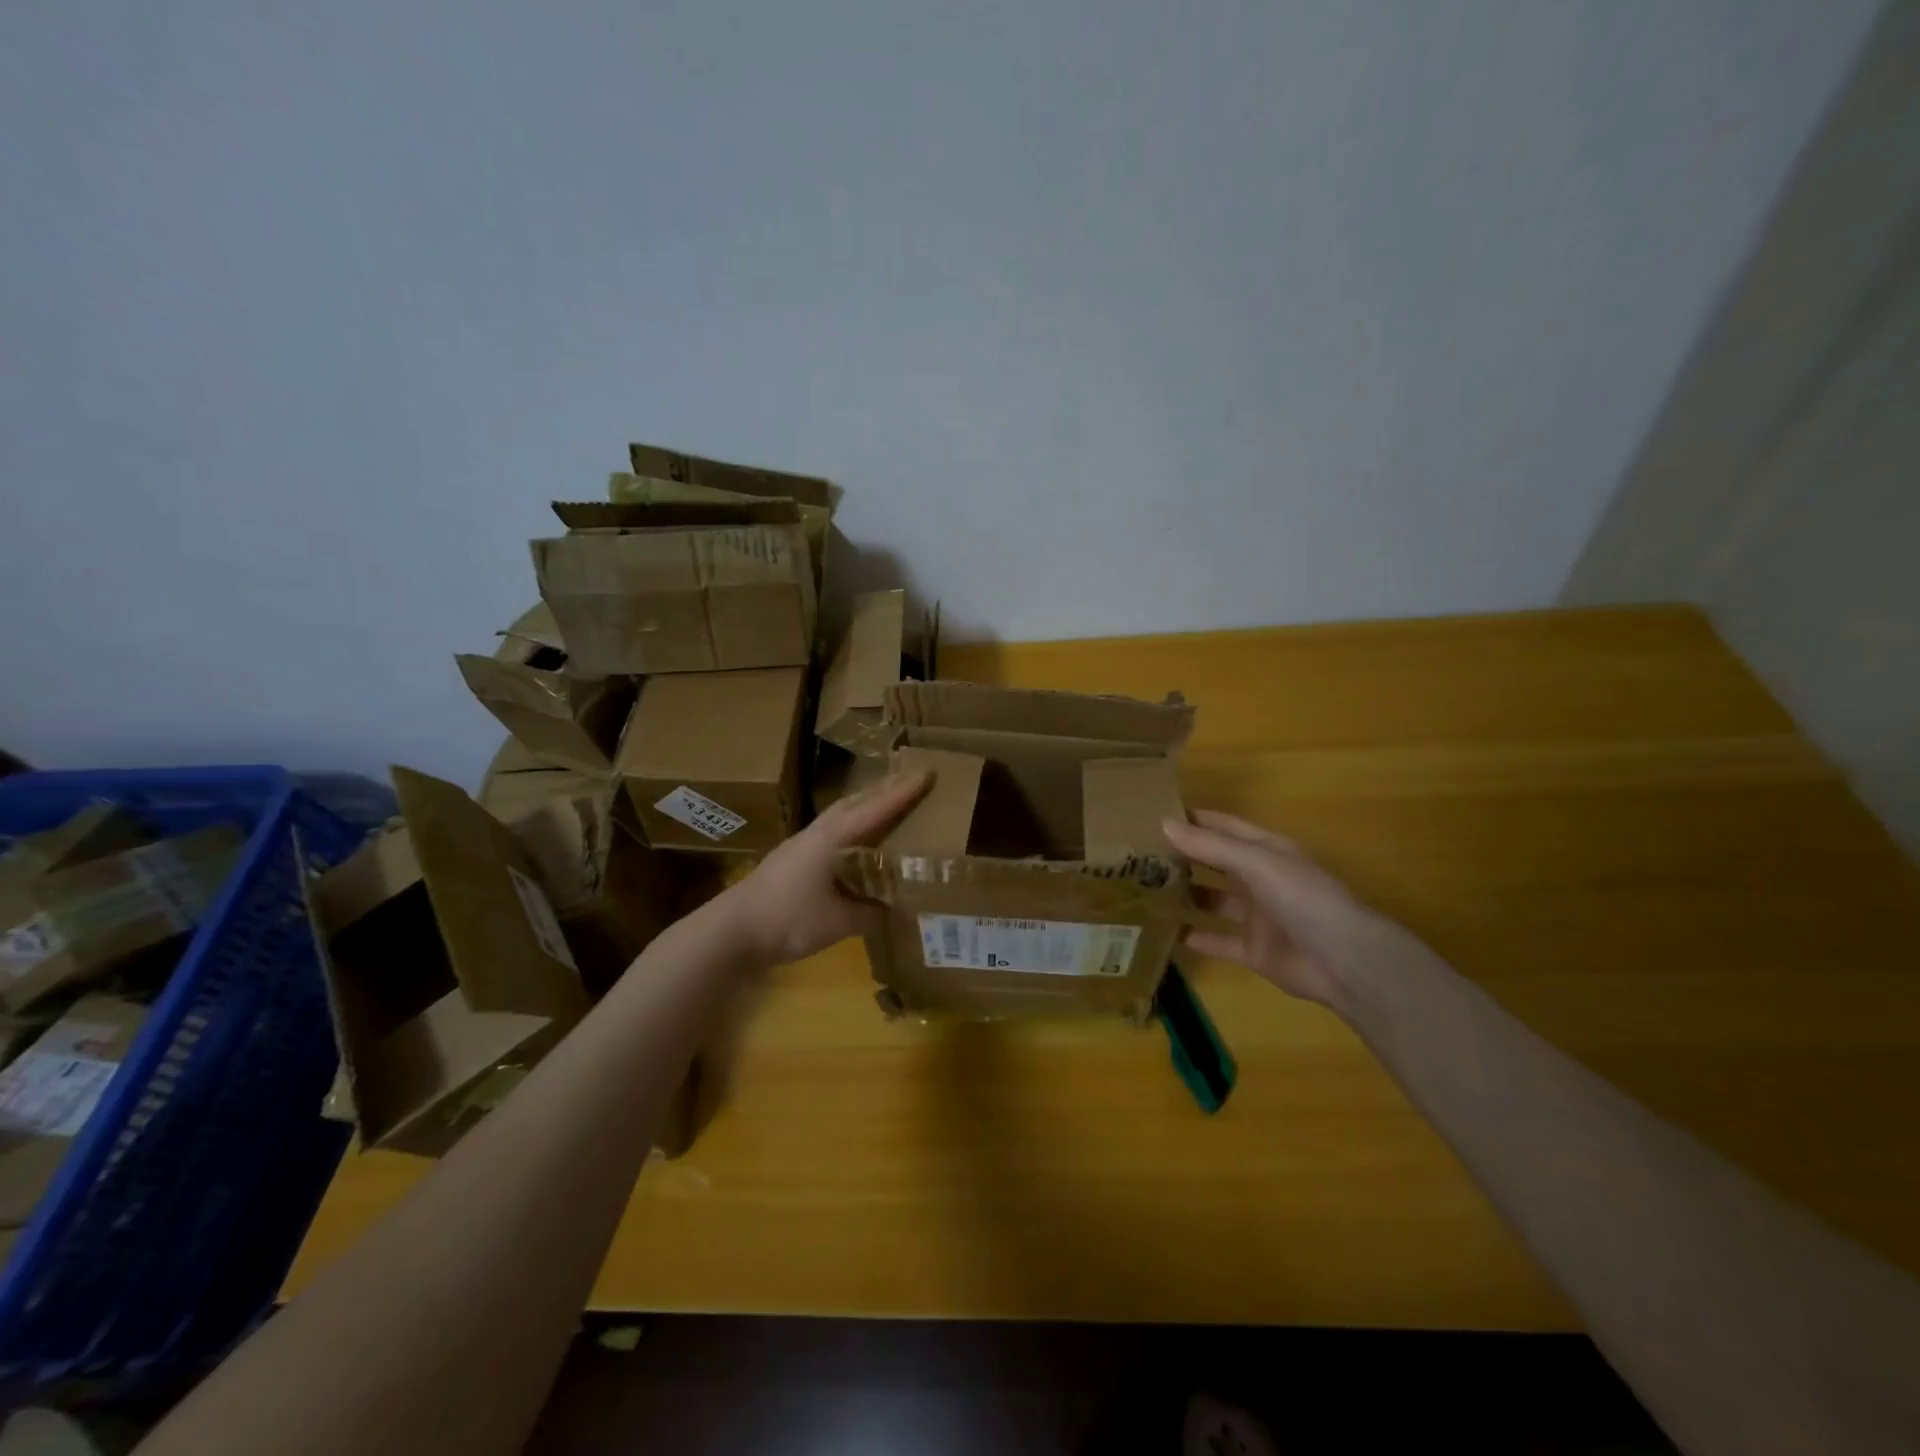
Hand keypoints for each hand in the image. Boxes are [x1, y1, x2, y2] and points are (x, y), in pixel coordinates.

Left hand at [720, 772, 931, 964]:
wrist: (731, 930)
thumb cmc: (787, 919)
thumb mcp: (838, 922)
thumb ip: (869, 913)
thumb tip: (893, 908)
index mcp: (832, 839)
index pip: (875, 810)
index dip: (902, 794)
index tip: (927, 773)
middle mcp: (817, 834)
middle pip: (855, 803)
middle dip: (884, 792)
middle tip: (912, 785)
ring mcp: (800, 845)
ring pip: (840, 816)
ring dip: (866, 808)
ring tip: (889, 809)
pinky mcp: (791, 860)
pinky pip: (831, 833)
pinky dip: (851, 829)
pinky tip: (856, 845)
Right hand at [1162, 810, 1386, 1006]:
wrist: (1345, 962)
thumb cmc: (1304, 899)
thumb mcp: (1257, 863)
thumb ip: (1211, 846)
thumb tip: (1164, 824)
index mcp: (1265, 850)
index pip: (1222, 826)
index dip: (1192, 819)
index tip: (1151, 814)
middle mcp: (1259, 879)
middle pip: (1214, 862)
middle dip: (1182, 856)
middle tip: (1136, 854)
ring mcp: (1256, 916)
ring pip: (1212, 900)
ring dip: (1184, 895)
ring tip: (1143, 890)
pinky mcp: (1252, 950)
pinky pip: (1216, 940)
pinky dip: (1193, 937)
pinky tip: (1162, 932)